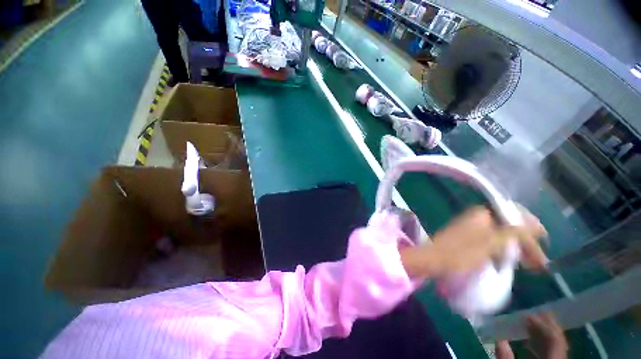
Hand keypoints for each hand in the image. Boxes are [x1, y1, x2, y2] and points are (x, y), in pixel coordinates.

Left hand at [400, 206, 547, 278]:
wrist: (433, 259)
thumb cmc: (461, 252)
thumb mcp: (490, 244)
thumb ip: (513, 233)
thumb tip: (534, 224)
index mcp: (482, 214)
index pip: (513, 213)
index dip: (531, 224)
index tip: (544, 238)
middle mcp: (478, 218)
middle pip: (508, 226)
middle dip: (526, 242)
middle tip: (541, 261)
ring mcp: (472, 229)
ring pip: (502, 235)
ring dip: (518, 249)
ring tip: (532, 265)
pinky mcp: (469, 239)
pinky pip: (493, 242)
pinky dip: (504, 251)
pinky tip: (511, 262)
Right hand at [496, 312, 567, 358]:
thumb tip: (500, 340)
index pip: (555, 342)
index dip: (544, 326)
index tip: (529, 315)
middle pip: (558, 344)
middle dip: (546, 327)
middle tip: (532, 314)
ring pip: (555, 350)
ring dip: (543, 336)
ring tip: (529, 325)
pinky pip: (551, 355)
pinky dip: (541, 347)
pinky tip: (530, 344)